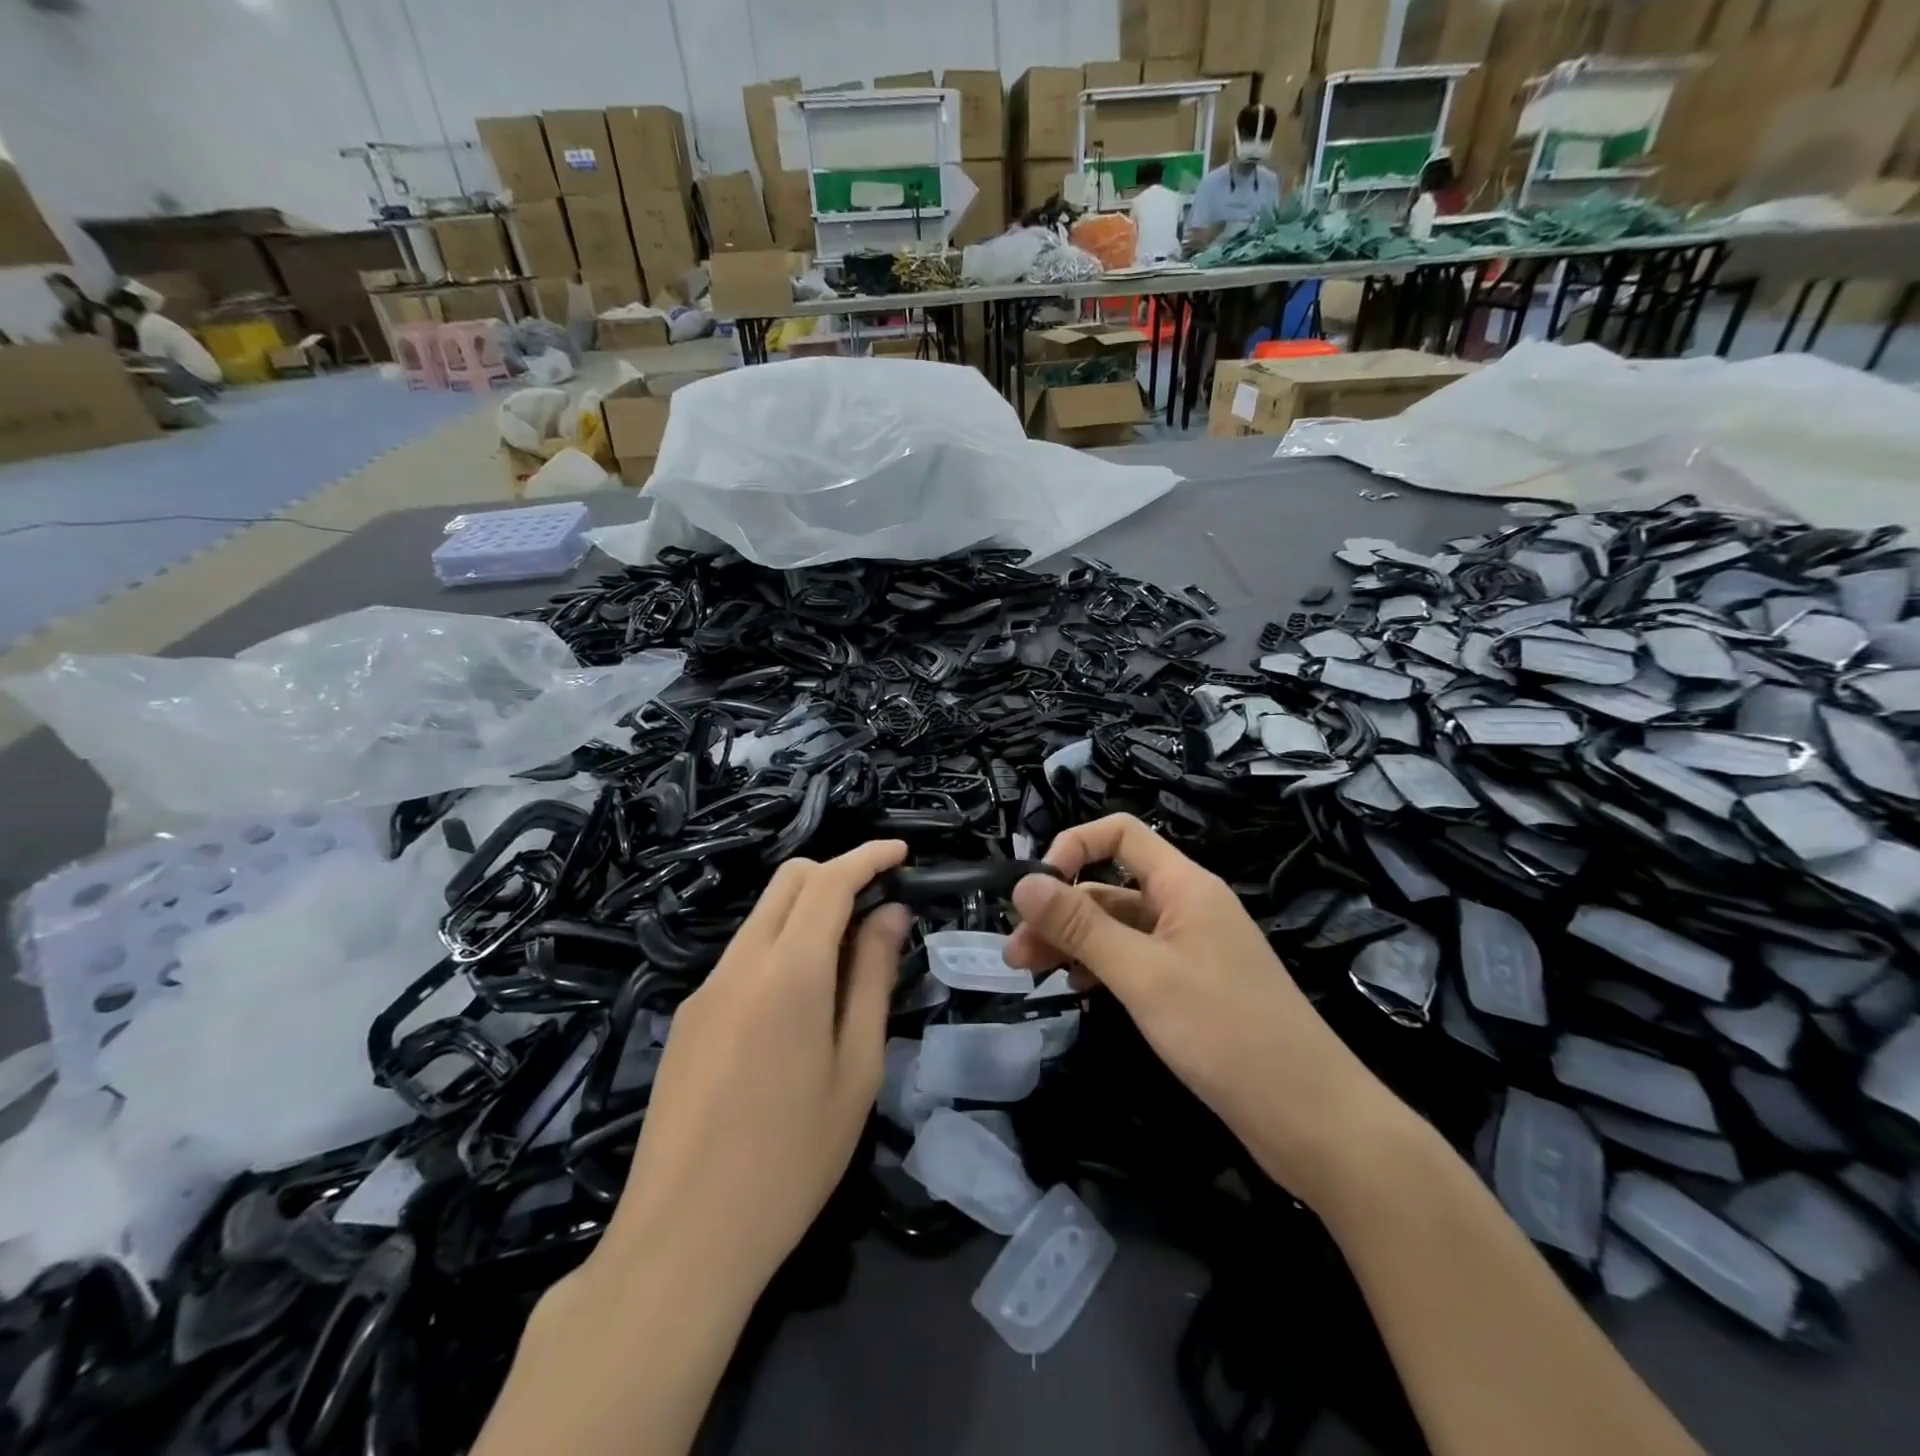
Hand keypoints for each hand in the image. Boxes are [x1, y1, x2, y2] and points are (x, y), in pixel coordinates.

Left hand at [596, 841, 910, 1295]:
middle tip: (878, 907)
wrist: (681, 1241)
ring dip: (807, 914)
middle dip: (836, 873)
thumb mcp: (856, 1069)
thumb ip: (873, 979)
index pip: (830, 880)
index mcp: (789, 971)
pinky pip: (741, 957)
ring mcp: (704, 990)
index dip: (868, 857)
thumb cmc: (792, 1159)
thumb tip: (891, 915)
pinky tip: (797, 1008)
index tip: (902, 854)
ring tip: (846, 965)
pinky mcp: (686, 1019)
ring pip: (762, 917)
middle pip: (788, 881)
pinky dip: (780, 949)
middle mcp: (740, 963)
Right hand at [1003, 814, 1406, 1202]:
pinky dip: (1101, 967)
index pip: (1121, 834)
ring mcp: (1190, 949)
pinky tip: (1078, 988)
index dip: (1075, 847)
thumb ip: (1082, 926)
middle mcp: (1186, 907)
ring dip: (1073, 941)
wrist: (1311, 1119)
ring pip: (1118, 928)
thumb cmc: (1226, 1033)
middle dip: (1060, 909)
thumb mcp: (1143, 975)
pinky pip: (1134, 960)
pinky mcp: (1190, 987)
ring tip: (1030, 973)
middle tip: (1015, 951)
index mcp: (1184, 886)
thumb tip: (1023, 881)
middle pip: (1111, 885)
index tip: (1037, 889)